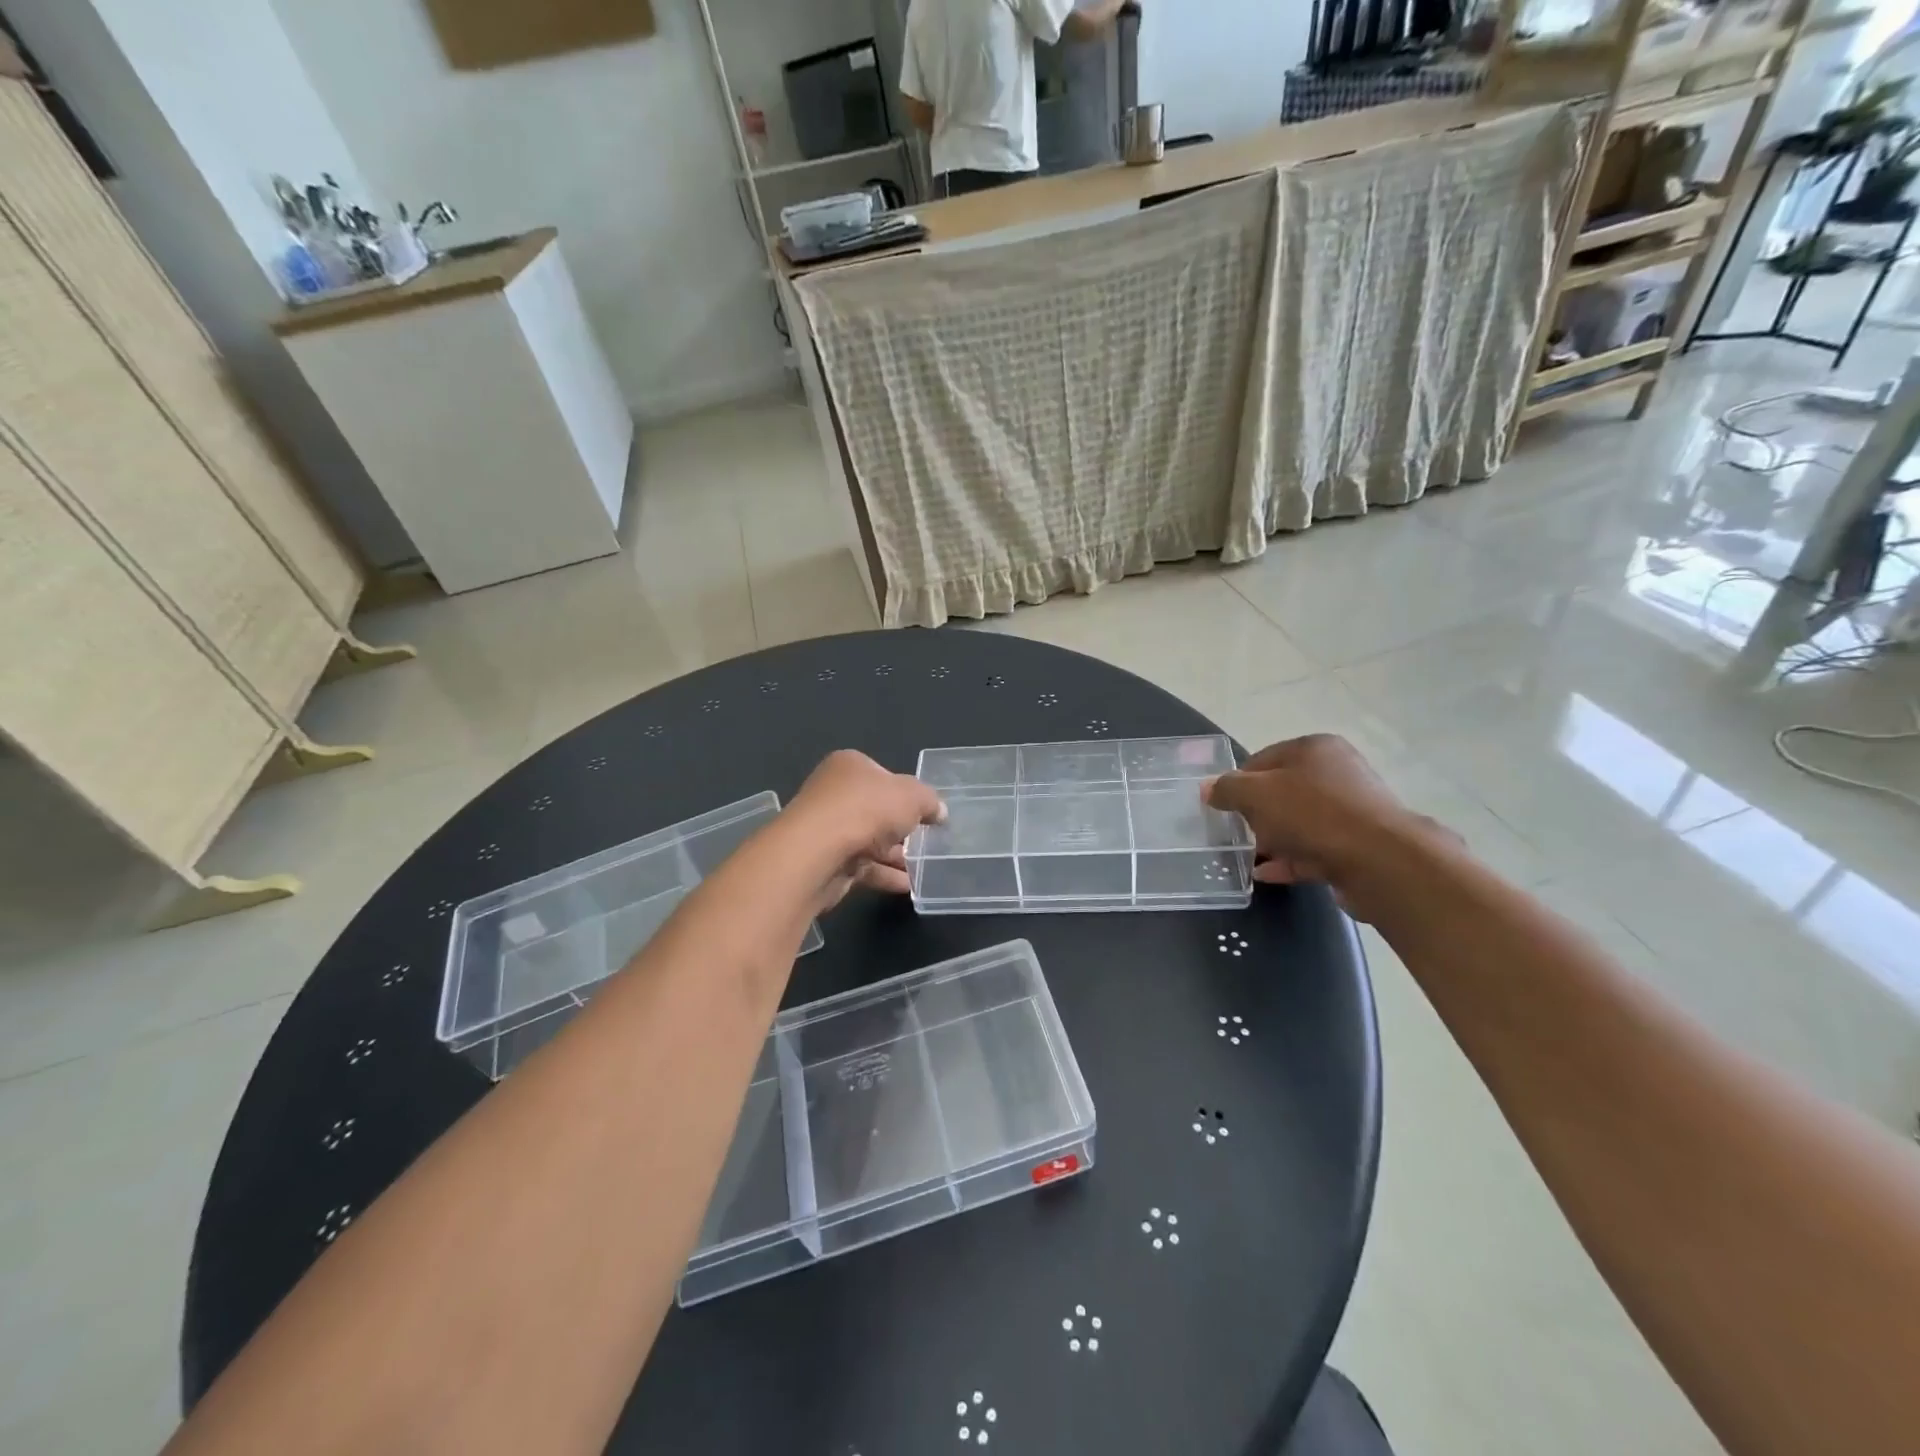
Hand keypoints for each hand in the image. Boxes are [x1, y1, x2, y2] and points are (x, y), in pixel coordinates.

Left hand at [784, 750, 946, 910]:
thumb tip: (939, 812)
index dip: (905, 792)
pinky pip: (861, 866)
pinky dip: (884, 874)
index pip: (883, 775)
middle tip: (927, 841)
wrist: (818, 853)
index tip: (925, 811)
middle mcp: (834, 793)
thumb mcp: (913, 796)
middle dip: (901, 827)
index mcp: (850, 766)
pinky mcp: (825, 861)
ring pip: (869, 840)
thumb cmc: (867, 809)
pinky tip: (907, 885)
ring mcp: (827, 828)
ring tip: (924, 868)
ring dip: (895, 855)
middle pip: (875, 809)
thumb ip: (930, 801)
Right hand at [1202, 734, 1442, 920]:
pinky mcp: (1358, 845)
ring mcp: (1351, 810)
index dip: (1238, 782)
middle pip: (1282, 791)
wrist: (1379, 860)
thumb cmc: (1312, 813)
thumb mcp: (1256, 795)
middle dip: (1256, 813)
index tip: (1223, 807)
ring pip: (1299, 822)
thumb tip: (1208, 788)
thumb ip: (1228, 789)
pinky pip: (1314, 849)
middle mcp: (1337, 772)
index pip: (1262, 759)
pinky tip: (1266, 874)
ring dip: (1273, 839)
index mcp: (1314, 749)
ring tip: (1247, 857)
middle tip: (1236, 833)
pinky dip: (1290, 859)